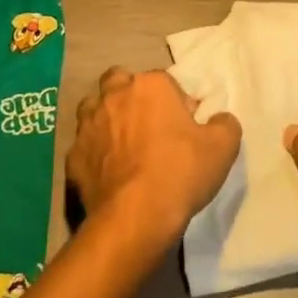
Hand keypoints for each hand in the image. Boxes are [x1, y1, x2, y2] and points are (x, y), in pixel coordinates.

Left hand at [67, 68, 241, 260]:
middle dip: (130, 96)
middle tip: (146, 125)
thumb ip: (224, 124)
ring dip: (106, 119)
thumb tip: (219, 119)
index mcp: (150, 86)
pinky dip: (93, 153)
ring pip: (93, 109)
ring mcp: (88, 125)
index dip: (175, 102)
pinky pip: (83, 146)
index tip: (183, 126)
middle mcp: (115, 96)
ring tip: (122, 144)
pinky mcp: (73, 156)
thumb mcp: (223, 147)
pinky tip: (107, 172)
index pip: (164, 82)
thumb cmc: (181, 172)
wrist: (135, 216)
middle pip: (119, 82)